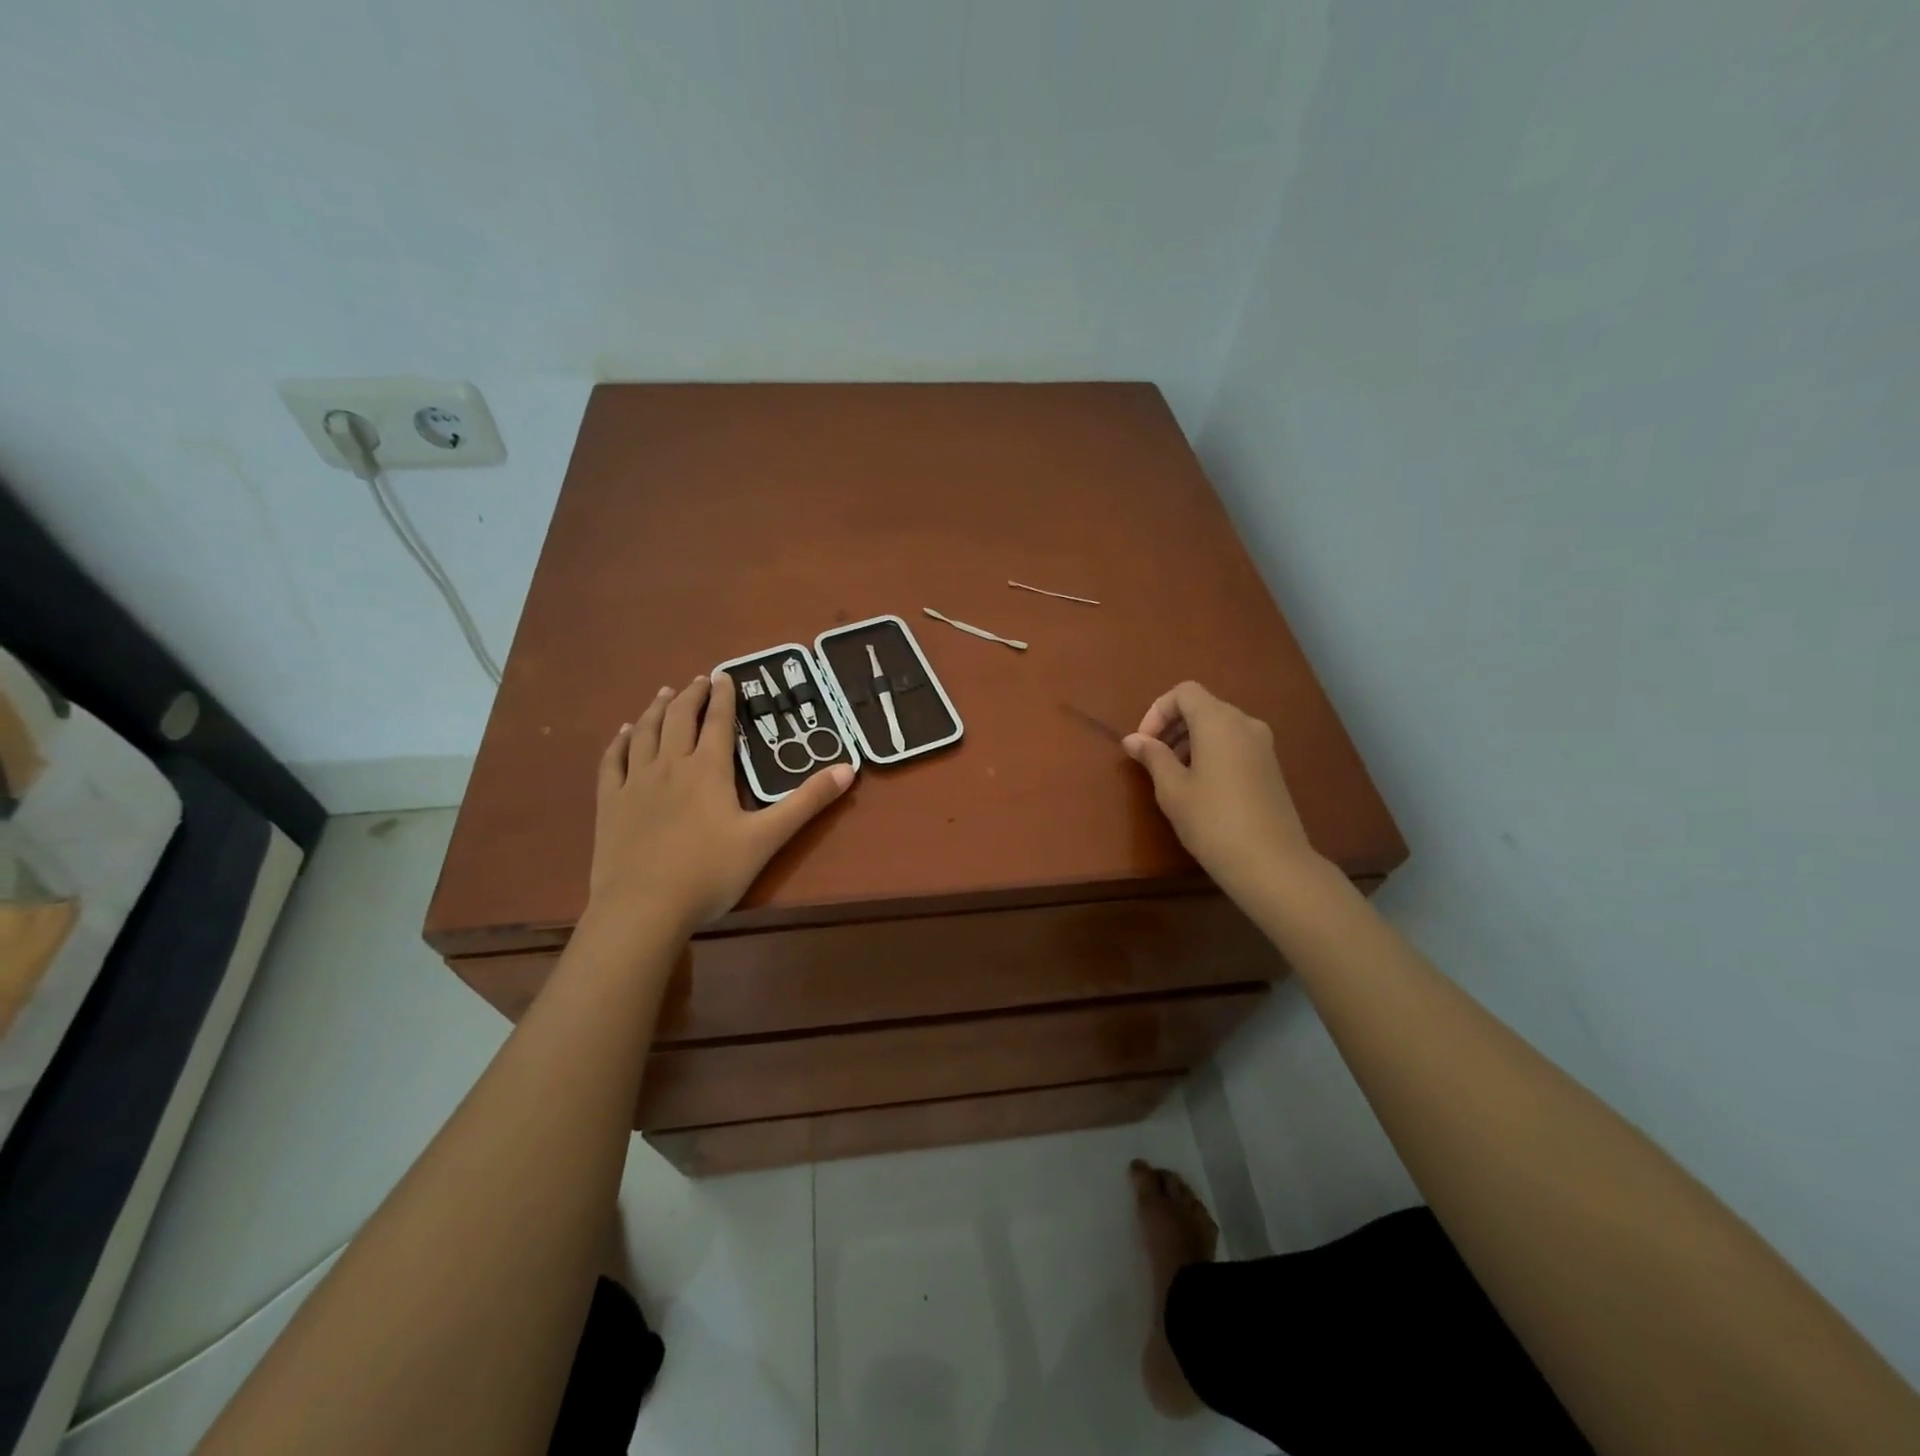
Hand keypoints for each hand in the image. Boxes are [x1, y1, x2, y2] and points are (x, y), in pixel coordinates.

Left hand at [587, 671, 851, 938]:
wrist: (643, 908)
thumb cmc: (710, 873)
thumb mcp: (767, 838)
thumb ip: (807, 802)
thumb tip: (848, 768)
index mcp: (709, 770)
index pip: (719, 722)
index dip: (724, 696)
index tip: (725, 675)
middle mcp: (670, 765)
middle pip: (679, 718)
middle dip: (691, 695)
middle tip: (699, 680)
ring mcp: (636, 783)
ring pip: (645, 733)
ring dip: (657, 709)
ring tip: (664, 693)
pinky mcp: (610, 803)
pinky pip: (613, 761)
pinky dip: (620, 741)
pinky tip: (624, 732)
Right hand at [1123, 681, 1322, 900]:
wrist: (1271, 863)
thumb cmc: (1212, 821)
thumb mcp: (1172, 789)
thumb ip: (1152, 757)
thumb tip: (1133, 739)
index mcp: (1219, 721)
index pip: (1184, 692)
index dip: (1157, 711)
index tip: (1144, 743)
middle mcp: (1245, 723)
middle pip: (1202, 706)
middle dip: (1172, 726)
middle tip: (1153, 759)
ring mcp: (1263, 744)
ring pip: (1219, 726)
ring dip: (1190, 740)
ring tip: (1173, 775)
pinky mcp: (1270, 766)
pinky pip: (1234, 743)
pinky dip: (1211, 751)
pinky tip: (1200, 786)